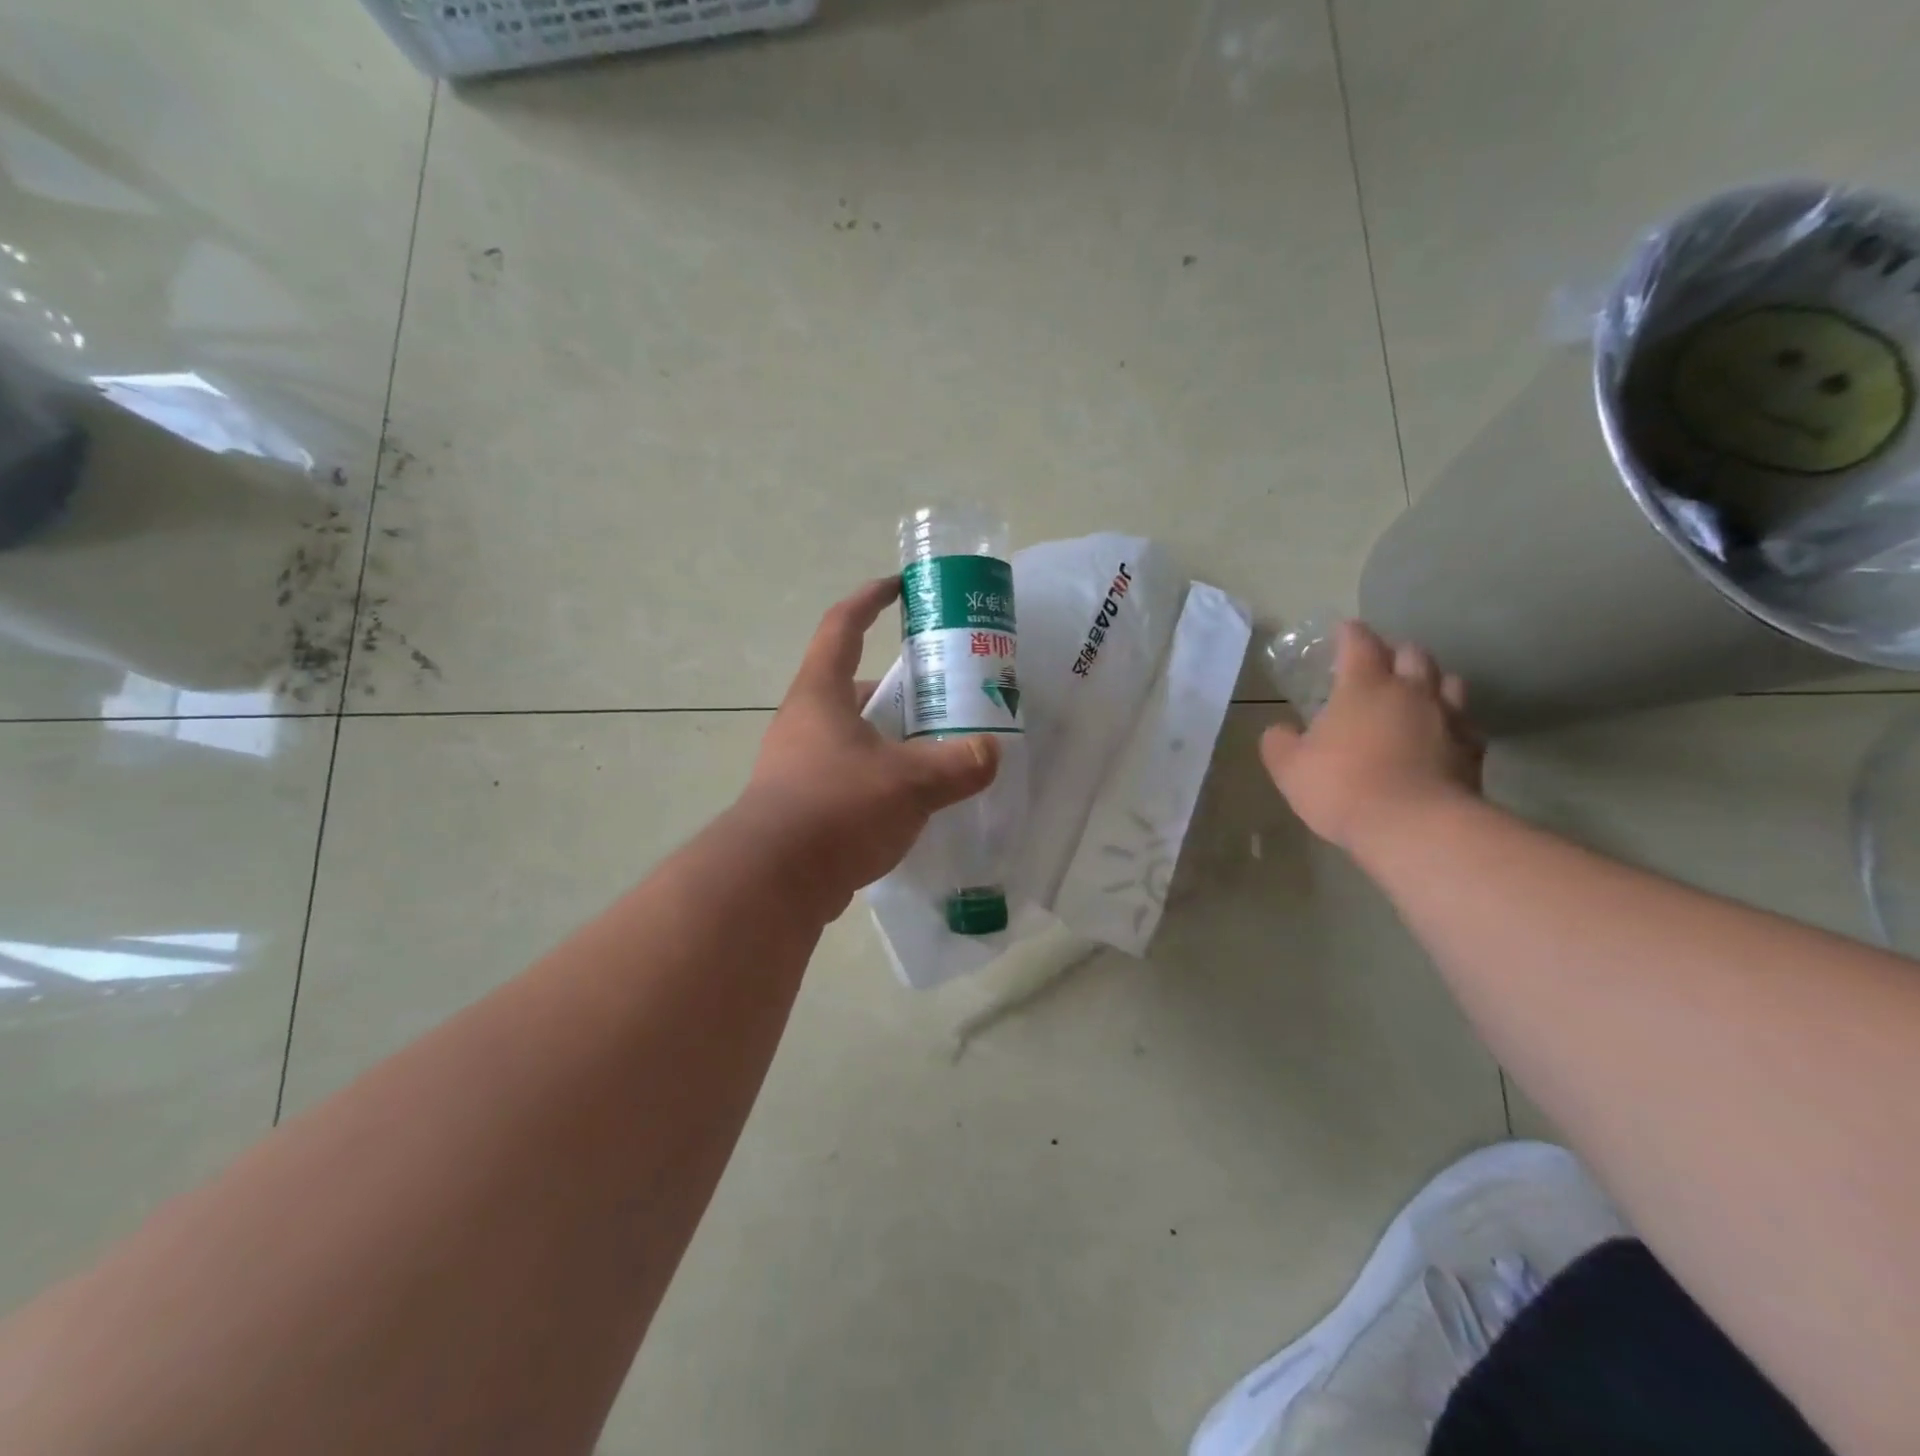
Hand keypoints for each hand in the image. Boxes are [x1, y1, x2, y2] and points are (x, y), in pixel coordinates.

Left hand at [742, 577, 1000, 913]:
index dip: (870, 599)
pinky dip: (880, 776)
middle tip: (941, 691)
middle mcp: (804, 722)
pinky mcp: (803, 805)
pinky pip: (848, 775)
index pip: (843, 626)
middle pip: (852, 685)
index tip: (899, 587)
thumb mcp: (908, 782)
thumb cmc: (836, 809)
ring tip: (935, 747)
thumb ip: (956, 765)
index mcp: (821, 695)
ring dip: (890, 735)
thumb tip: (992, 751)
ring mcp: (798, 765)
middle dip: (896, 685)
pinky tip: (911, 799)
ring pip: (852, 735)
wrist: (772, 883)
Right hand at [1260, 620, 1483, 852]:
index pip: (1359, 642)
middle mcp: (1411, 691)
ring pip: (1450, 682)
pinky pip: (1466, 724)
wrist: (1414, 828)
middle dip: (1395, 653)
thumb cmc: (1342, 787)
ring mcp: (1448, 718)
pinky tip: (1439, 738)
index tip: (1342, 632)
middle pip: (1412, 653)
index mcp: (1364, 686)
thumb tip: (1280, 730)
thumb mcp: (1288, 767)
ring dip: (1432, 683)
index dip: (1349, 633)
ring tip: (1416, 697)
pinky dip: (1452, 723)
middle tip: (1379, 667)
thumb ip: (1279, 741)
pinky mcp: (1473, 750)